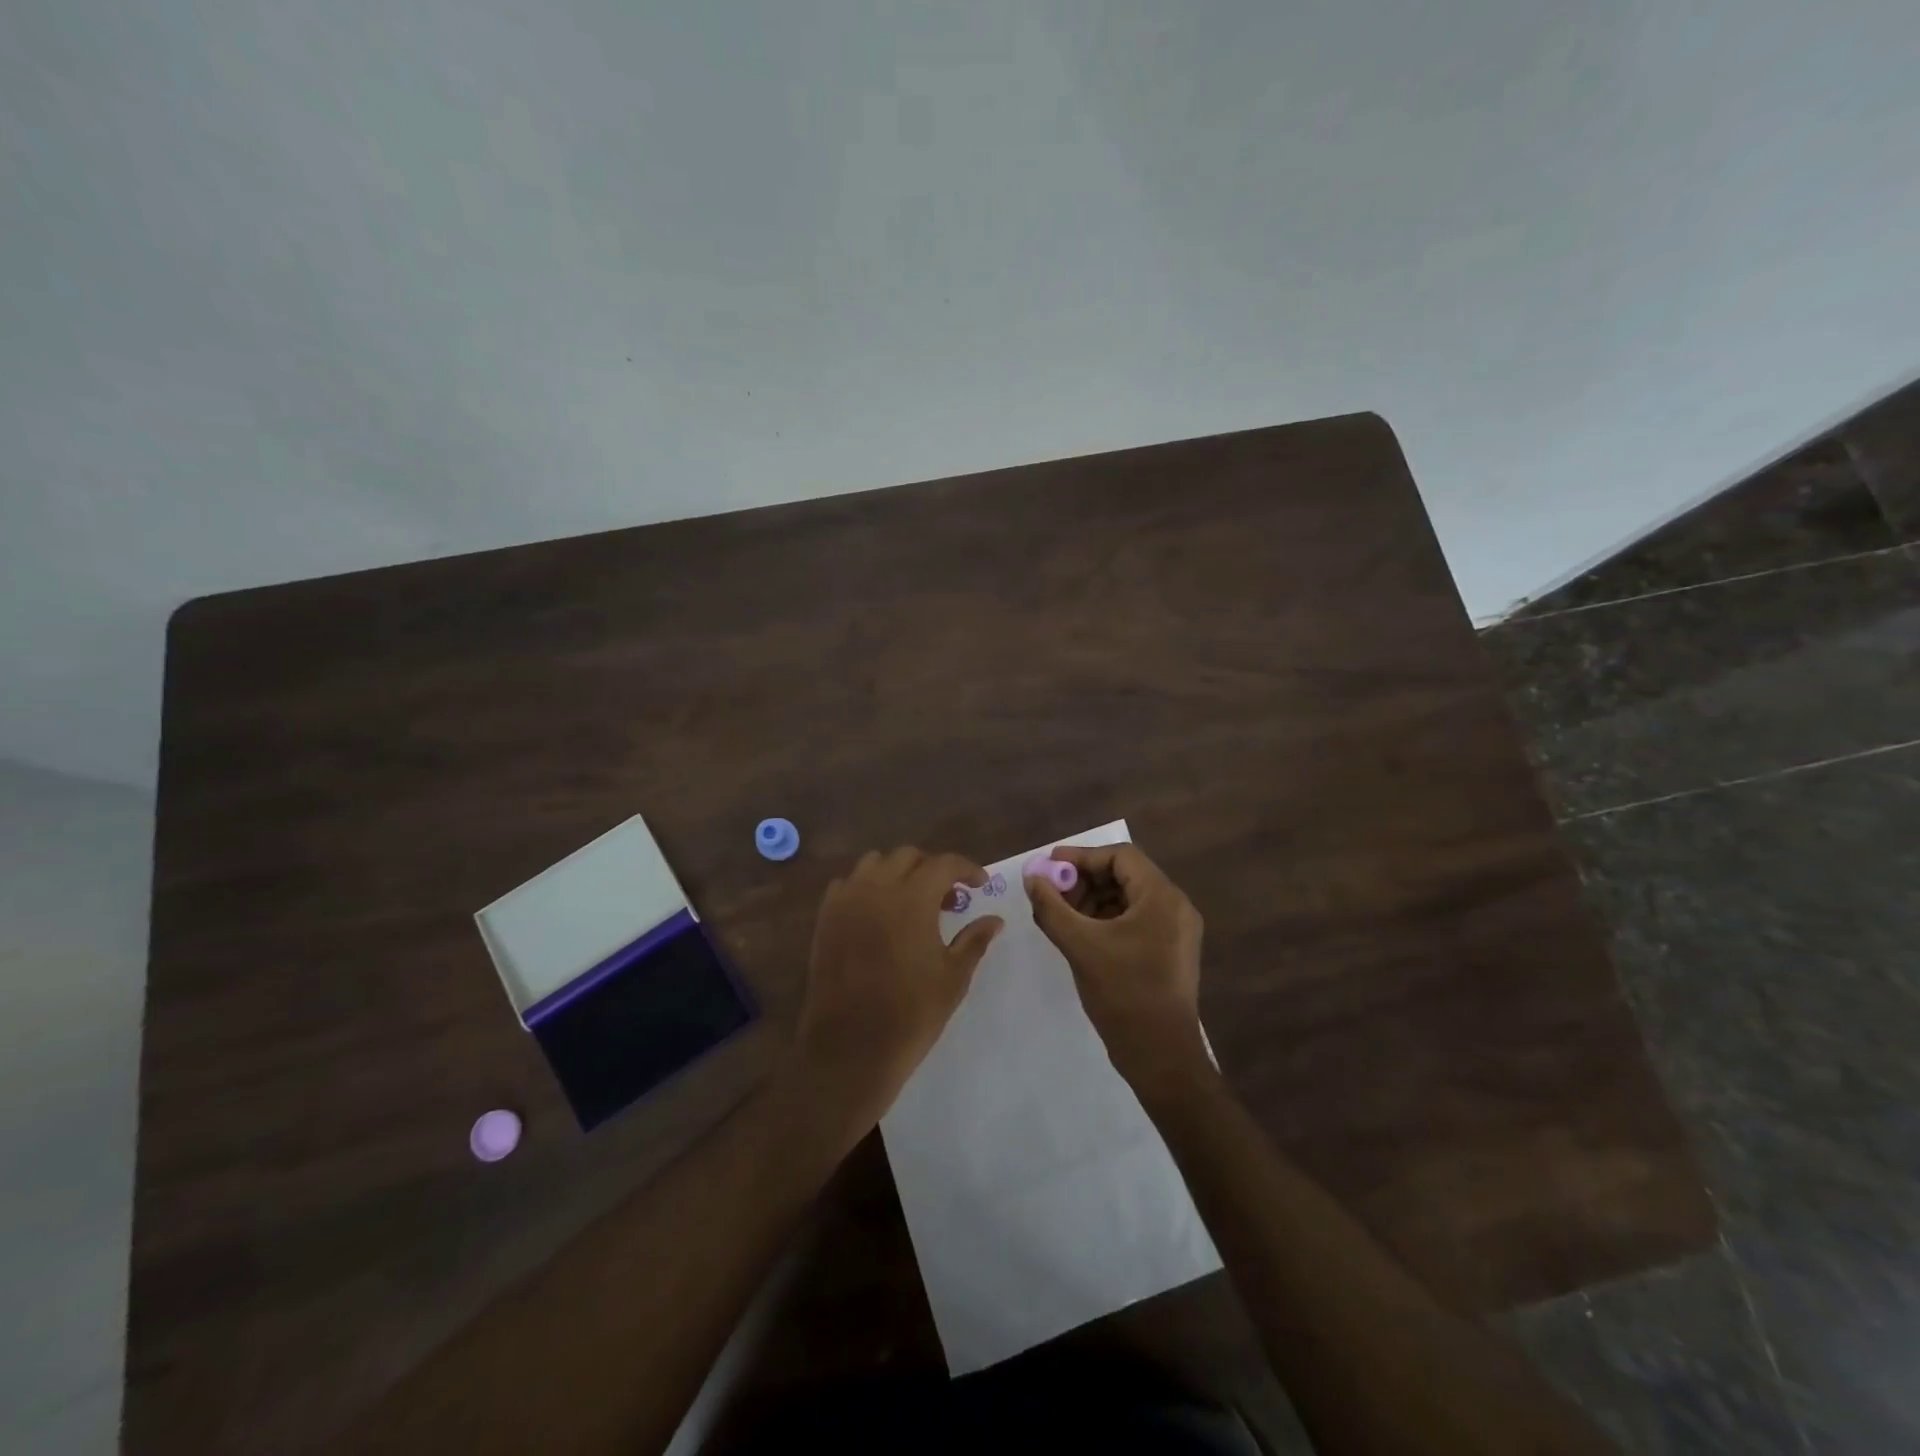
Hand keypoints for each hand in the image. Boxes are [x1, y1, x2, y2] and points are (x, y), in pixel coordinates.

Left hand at [790, 847, 1002, 1135]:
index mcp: (912, 898)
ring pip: (875, 863)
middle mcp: (876, 888)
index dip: (967, 868)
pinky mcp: (825, 918)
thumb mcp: (953, 977)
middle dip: (933, 869)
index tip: (980, 885)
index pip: (944, 863)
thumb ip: (974, 940)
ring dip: (898, 872)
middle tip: (949, 898)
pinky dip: (868, 887)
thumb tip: (995, 920)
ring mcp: (846, 900)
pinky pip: (848, 884)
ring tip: (913, 902)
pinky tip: (879, 914)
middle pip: (908, 857)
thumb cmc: (911, 1014)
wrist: (850, 1048)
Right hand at [1026, 843, 1207, 1091]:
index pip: (1120, 856)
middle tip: (1051, 892)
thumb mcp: (1080, 946)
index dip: (1082, 857)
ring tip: (1060, 915)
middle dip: (1084, 879)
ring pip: (1128, 898)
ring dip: (1093, 899)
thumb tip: (1032, 878)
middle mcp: (1175, 906)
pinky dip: (1106, 919)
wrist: (1161, 1056)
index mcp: (1162, 897)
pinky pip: (1135, 919)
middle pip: (1125, 874)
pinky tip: (1079, 934)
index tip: (1050, 867)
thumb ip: (1051, 907)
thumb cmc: (1123, 994)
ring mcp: (1175, 931)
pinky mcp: (1170, 951)